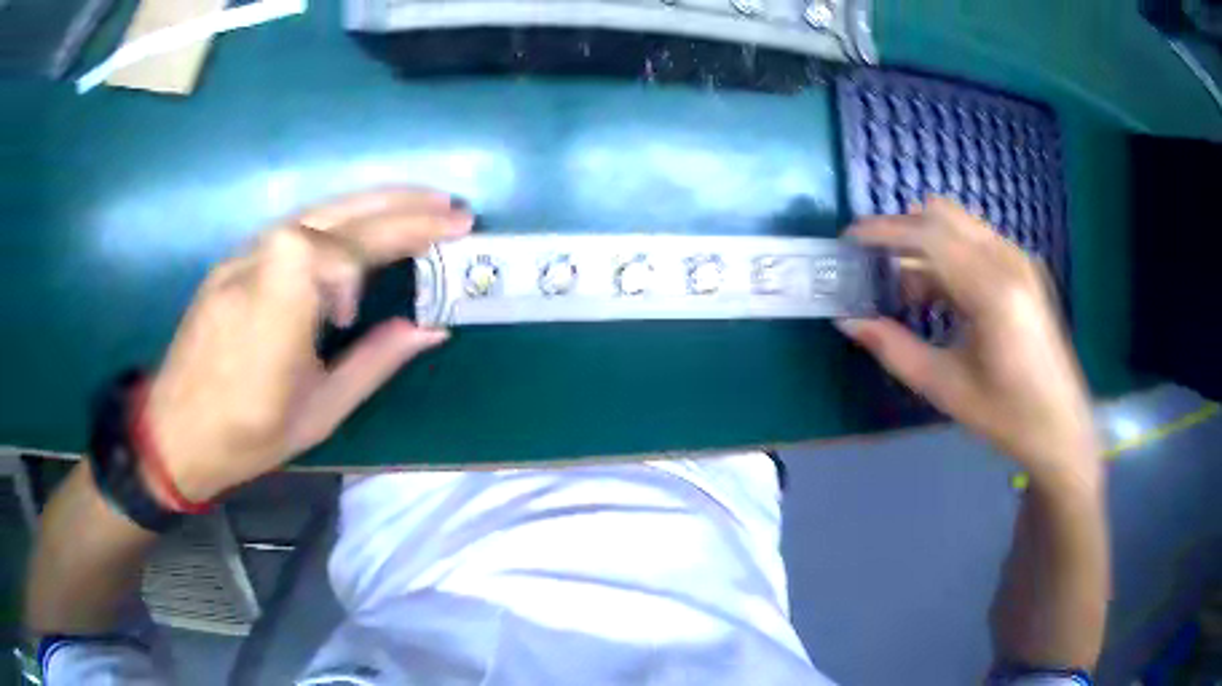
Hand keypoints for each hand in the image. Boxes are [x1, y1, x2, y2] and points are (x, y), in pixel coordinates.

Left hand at [144, 189, 471, 501]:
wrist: (174, 430)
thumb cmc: (247, 434)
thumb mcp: (319, 412)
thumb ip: (375, 362)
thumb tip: (430, 329)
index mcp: (276, 309)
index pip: (339, 248)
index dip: (384, 251)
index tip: (400, 278)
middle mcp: (258, 265)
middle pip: (335, 214)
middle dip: (399, 205)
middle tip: (452, 206)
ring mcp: (242, 256)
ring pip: (315, 210)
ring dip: (372, 204)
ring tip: (419, 206)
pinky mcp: (235, 259)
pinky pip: (293, 227)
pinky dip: (336, 224)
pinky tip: (356, 238)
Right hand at [839, 198, 1100, 491]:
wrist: (1060, 427)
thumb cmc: (1006, 416)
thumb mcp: (945, 388)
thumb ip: (894, 349)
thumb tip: (848, 321)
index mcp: (992, 289)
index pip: (928, 234)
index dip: (883, 231)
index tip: (848, 240)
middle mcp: (1009, 260)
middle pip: (943, 215)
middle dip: (902, 232)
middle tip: (874, 266)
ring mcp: (1020, 260)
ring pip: (959, 225)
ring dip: (924, 244)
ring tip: (905, 291)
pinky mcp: (1025, 269)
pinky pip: (976, 242)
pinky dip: (948, 255)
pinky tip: (939, 297)